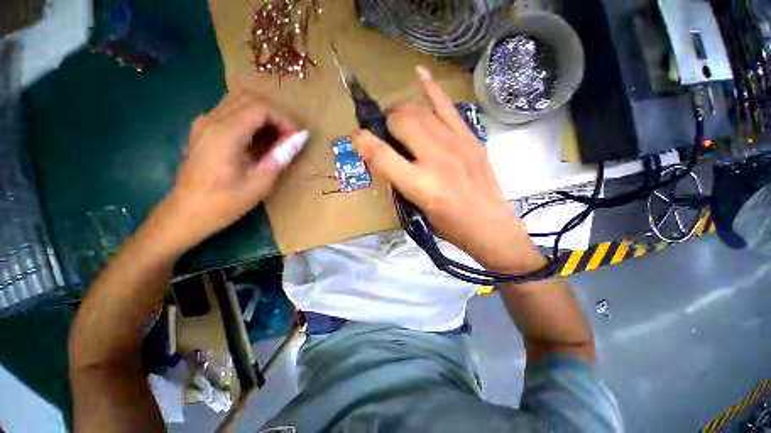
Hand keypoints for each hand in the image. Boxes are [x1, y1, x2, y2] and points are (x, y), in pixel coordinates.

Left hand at [156, 91, 305, 251]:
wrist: (187, 212)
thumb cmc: (225, 202)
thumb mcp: (260, 183)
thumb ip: (280, 157)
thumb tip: (298, 139)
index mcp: (226, 134)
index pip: (260, 108)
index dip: (283, 119)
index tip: (295, 138)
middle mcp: (211, 120)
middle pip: (249, 98)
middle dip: (274, 114)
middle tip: (287, 137)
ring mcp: (204, 122)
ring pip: (238, 101)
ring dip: (262, 115)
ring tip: (275, 137)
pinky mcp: (202, 128)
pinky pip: (229, 110)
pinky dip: (249, 118)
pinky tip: (257, 138)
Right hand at [352, 66, 544, 272]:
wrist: (490, 226)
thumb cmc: (449, 225)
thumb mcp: (417, 209)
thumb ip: (399, 180)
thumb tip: (383, 155)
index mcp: (420, 185)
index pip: (382, 155)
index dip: (363, 142)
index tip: (356, 138)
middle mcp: (436, 159)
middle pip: (400, 122)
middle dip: (386, 124)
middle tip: (386, 134)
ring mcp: (455, 144)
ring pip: (418, 111)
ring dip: (402, 113)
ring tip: (400, 121)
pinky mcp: (469, 137)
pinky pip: (447, 106)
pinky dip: (431, 88)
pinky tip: (418, 74)